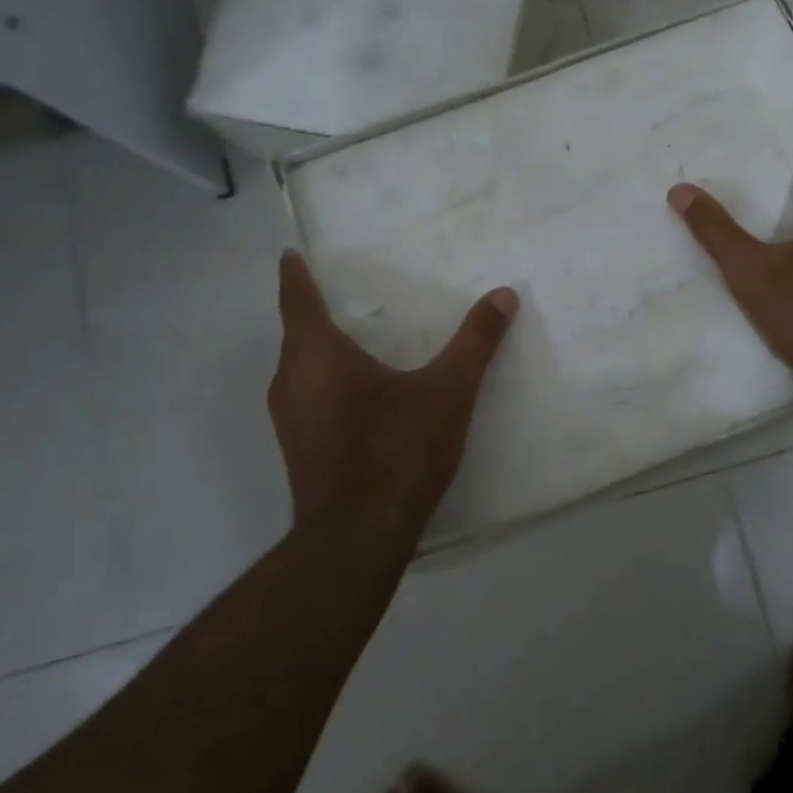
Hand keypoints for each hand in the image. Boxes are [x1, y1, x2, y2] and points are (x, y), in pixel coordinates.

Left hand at [269, 252, 517, 532]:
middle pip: (296, 334)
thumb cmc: (397, 450)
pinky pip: (306, 396)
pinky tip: (356, 393)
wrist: (358, 538)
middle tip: (340, 293)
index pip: (297, 300)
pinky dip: (324, 381)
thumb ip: (475, 342)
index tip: (290, 254)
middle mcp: (290, 381)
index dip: (295, 275)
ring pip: (299, 369)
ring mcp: (289, 419)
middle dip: (313, 312)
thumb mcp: (447, 391)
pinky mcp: (298, 448)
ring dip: (318, 350)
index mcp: (317, 355)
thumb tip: (504, 295)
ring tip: (351, 338)